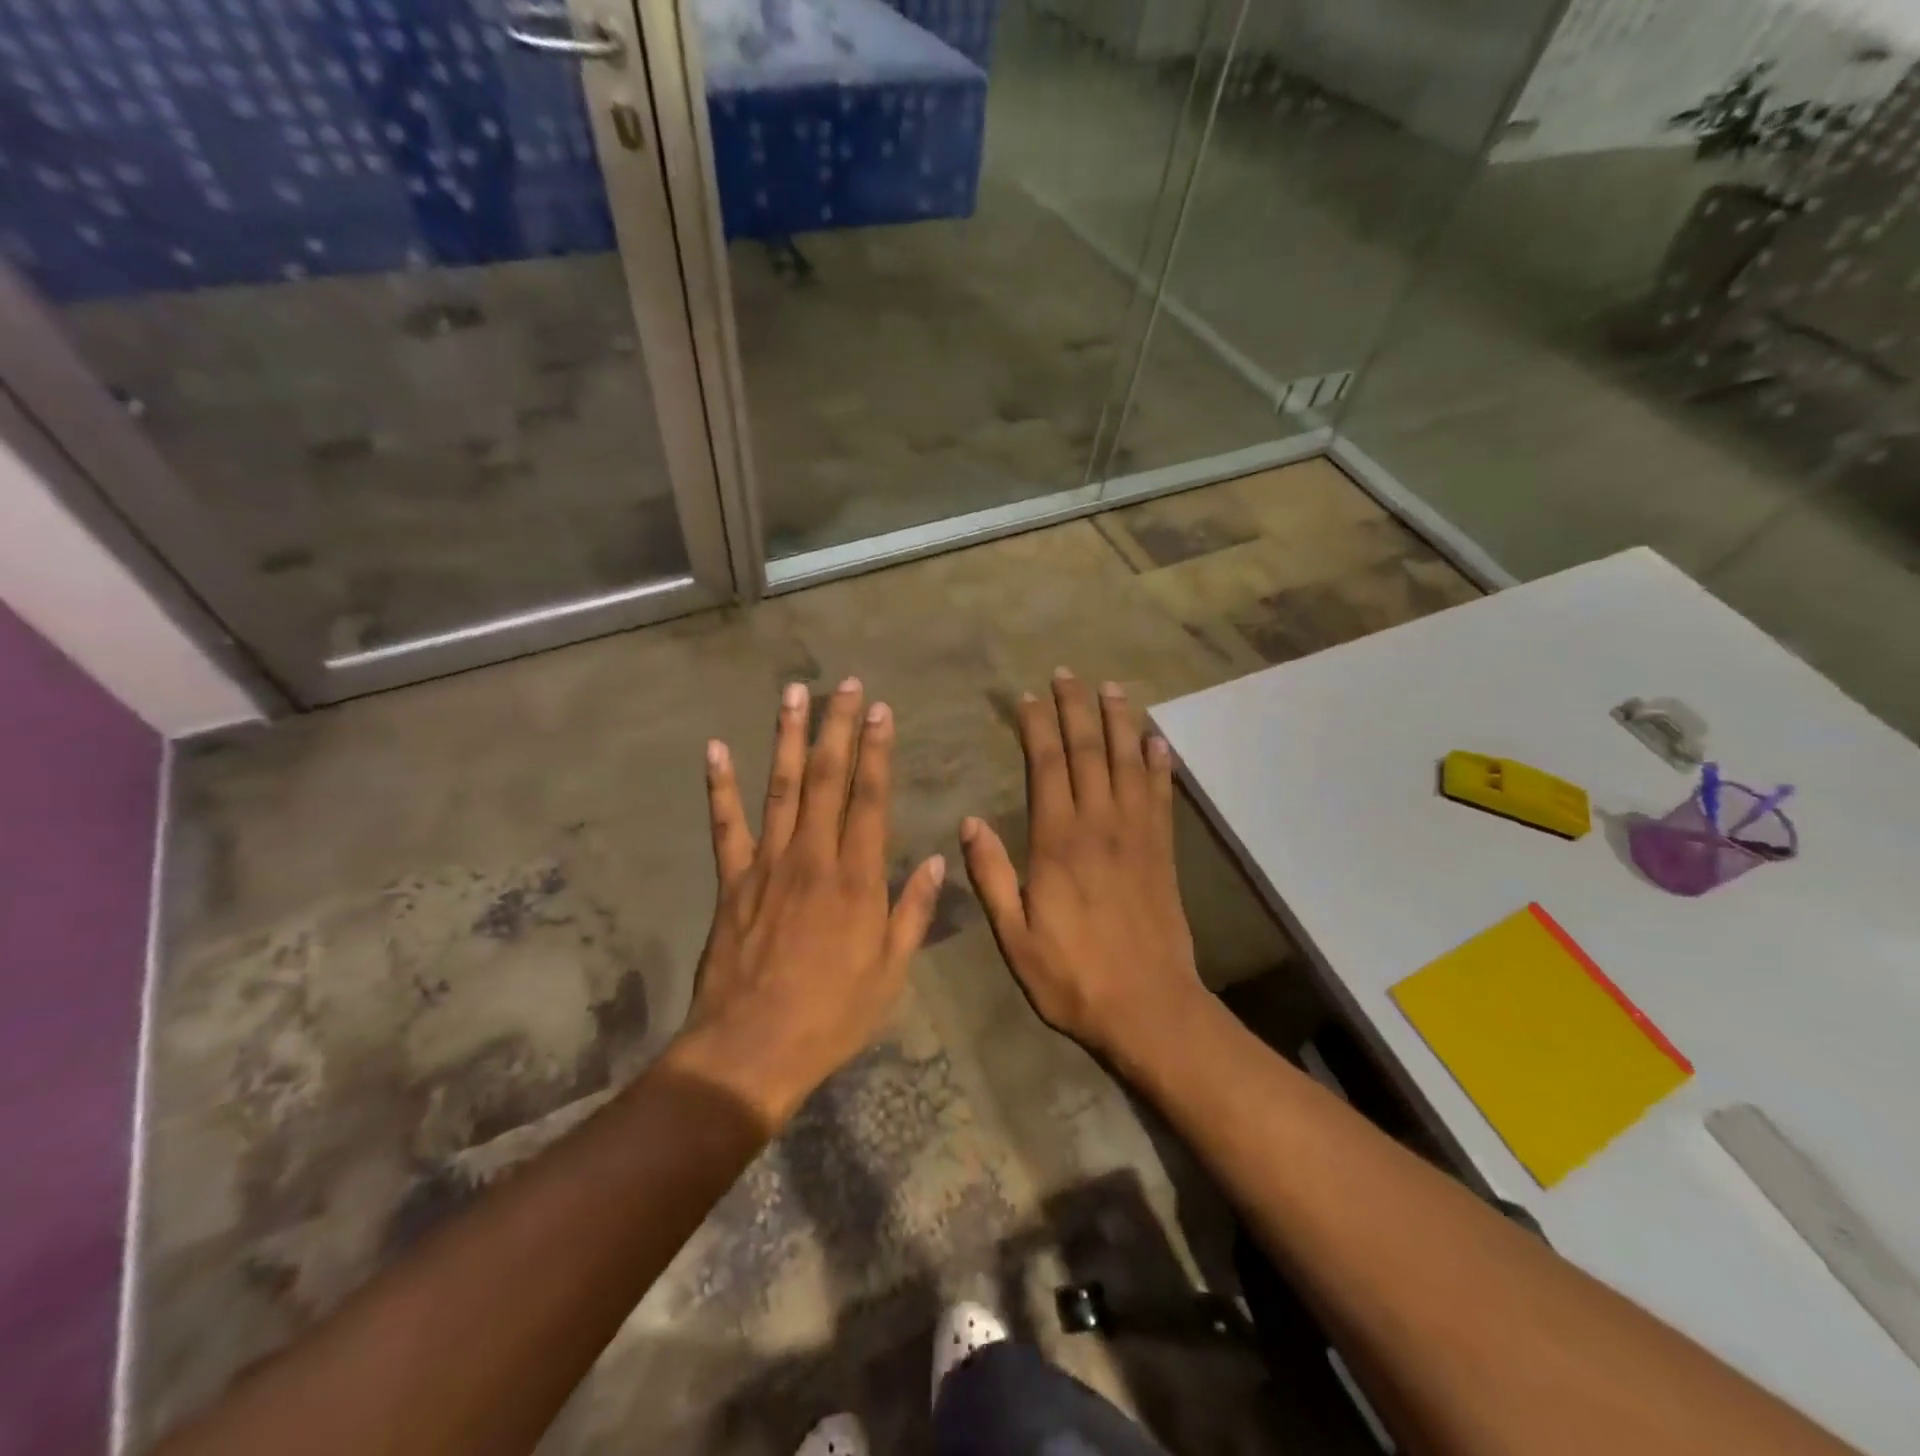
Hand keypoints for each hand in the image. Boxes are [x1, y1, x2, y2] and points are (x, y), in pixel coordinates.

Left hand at [681, 678, 945, 1122]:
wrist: (751, 1049)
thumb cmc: (832, 1014)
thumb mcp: (891, 972)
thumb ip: (914, 912)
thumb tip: (938, 861)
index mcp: (857, 878)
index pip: (871, 798)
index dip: (878, 751)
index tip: (882, 711)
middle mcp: (812, 857)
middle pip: (827, 779)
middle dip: (838, 727)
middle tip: (845, 685)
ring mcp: (766, 864)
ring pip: (780, 787)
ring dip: (787, 737)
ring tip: (793, 693)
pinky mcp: (731, 881)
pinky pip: (725, 825)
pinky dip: (720, 786)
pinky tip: (715, 749)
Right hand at [960, 669, 1203, 1061]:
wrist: (1148, 1008)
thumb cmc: (1071, 976)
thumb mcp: (1013, 936)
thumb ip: (990, 876)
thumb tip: (968, 821)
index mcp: (1057, 842)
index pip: (1046, 767)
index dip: (1037, 727)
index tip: (1028, 698)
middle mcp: (1099, 825)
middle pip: (1087, 752)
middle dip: (1076, 709)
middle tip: (1067, 674)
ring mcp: (1137, 836)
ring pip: (1127, 763)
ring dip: (1118, 722)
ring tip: (1110, 688)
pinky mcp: (1163, 852)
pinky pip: (1161, 796)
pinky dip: (1158, 765)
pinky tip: (1156, 741)